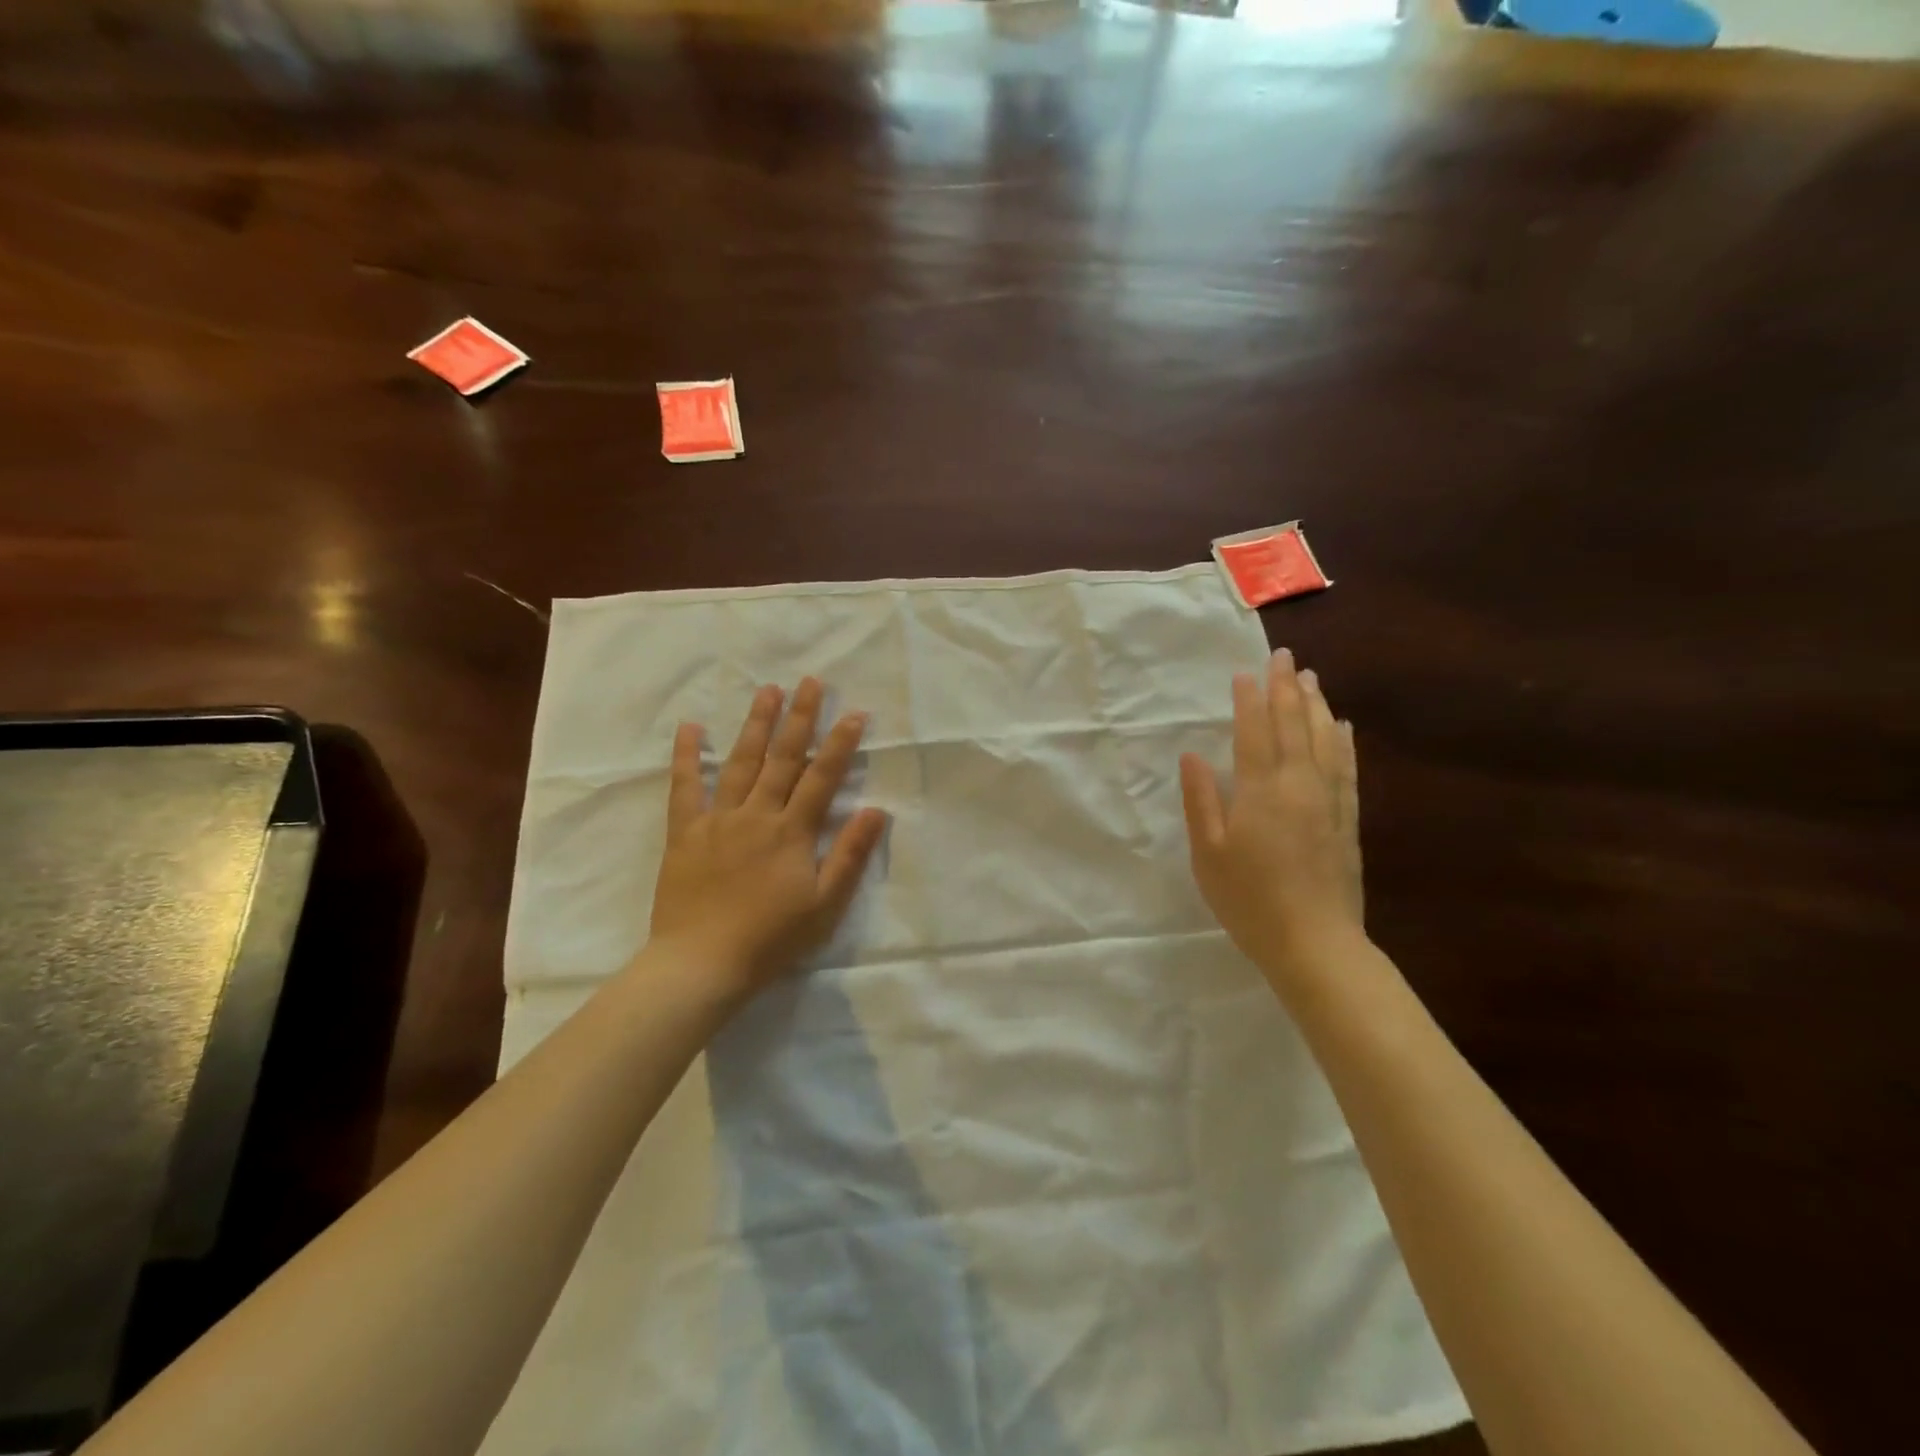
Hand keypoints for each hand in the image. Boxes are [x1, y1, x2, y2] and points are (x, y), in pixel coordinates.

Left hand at [647, 678, 887, 1004]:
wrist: (702, 963)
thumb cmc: (771, 939)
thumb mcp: (824, 904)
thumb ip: (849, 855)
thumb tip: (876, 810)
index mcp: (792, 832)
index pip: (822, 777)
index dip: (840, 744)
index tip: (855, 713)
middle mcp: (756, 815)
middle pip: (782, 758)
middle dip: (800, 718)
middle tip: (810, 682)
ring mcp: (718, 819)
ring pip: (740, 762)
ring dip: (756, 724)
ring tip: (767, 690)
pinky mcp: (685, 832)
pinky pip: (684, 787)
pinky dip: (686, 756)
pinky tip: (689, 727)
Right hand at [1180, 649, 1363, 990]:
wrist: (1315, 944)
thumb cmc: (1249, 900)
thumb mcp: (1209, 854)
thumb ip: (1202, 800)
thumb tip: (1192, 755)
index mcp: (1261, 790)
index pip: (1254, 731)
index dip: (1249, 699)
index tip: (1245, 671)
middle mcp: (1299, 784)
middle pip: (1293, 725)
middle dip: (1286, 688)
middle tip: (1283, 656)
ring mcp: (1329, 800)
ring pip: (1324, 739)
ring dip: (1316, 705)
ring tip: (1311, 678)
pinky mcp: (1347, 820)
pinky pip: (1346, 768)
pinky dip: (1343, 742)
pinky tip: (1342, 727)